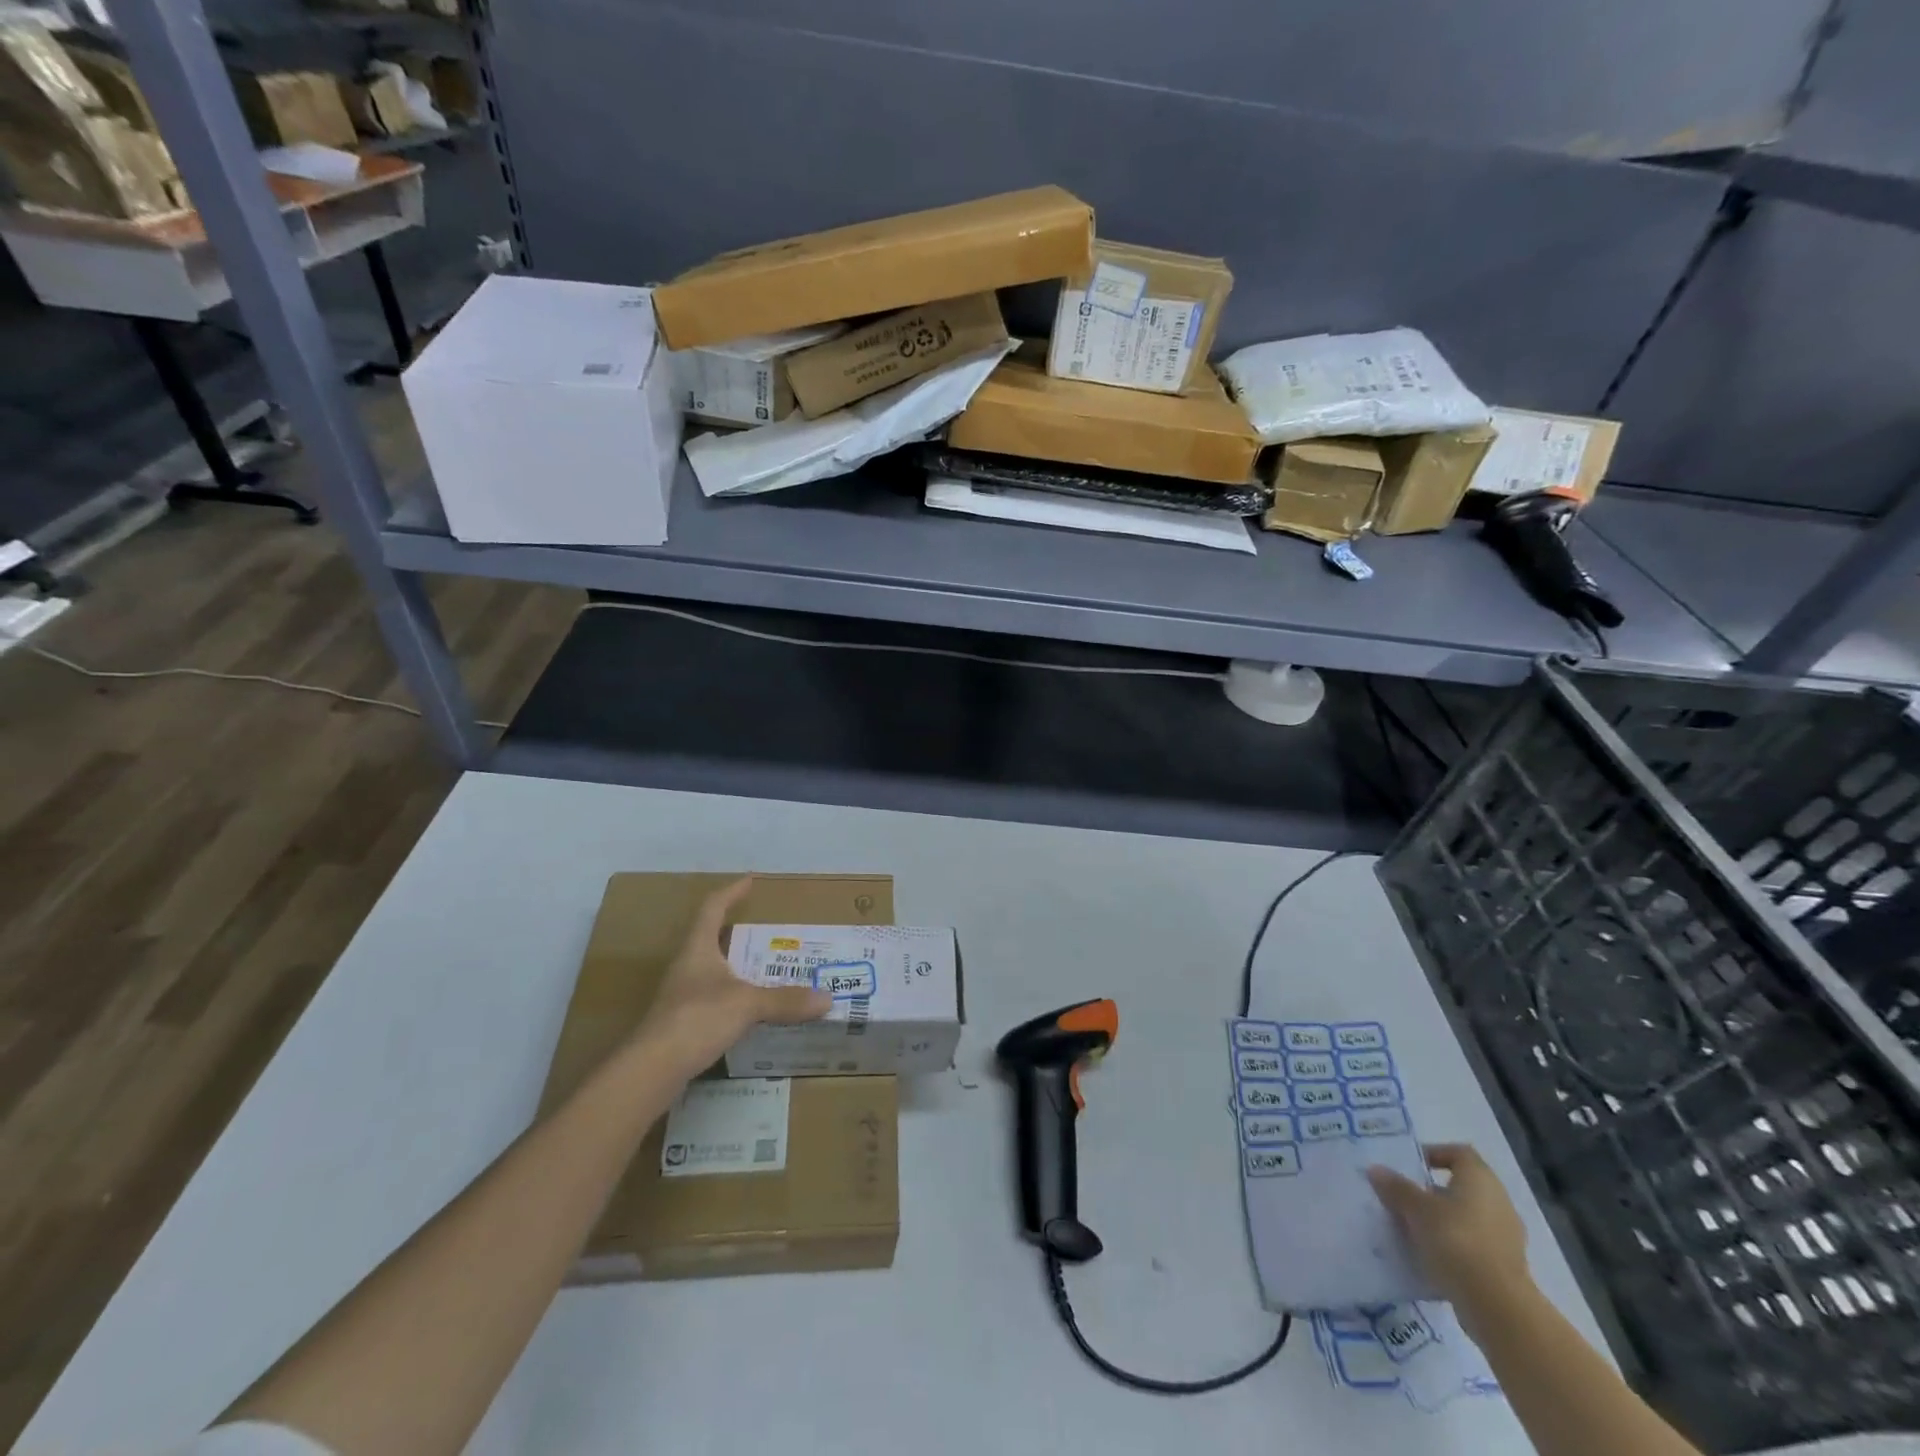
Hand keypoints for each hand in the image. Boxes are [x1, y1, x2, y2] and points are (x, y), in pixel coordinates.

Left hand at [633, 878, 830, 1078]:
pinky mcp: (681, 1024)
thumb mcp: (747, 1004)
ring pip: (712, 971)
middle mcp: (686, 967)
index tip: (750, 881)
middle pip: (711, 939)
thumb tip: (827, 998)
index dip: (731, 892)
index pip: (712, 908)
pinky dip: (733, 997)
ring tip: (766, 969)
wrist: (651, 1071)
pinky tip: (751, 1010)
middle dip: (739, 933)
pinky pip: (713, 999)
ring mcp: (680, 996)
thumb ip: (785, 1000)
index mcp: (697, 949)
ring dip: (737, 967)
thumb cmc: (696, 1019)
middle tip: (769, 932)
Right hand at [1368, 1144, 1531, 1325]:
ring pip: (1466, 1218)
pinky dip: (1452, 1247)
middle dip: (1431, 1192)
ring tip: (1410, 1229)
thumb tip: (1376, 1170)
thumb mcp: (1416, 1209)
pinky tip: (1428, 1257)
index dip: (1434, 1154)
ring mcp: (1506, 1238)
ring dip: (1440, 1221)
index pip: (1459, 1153)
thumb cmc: (1456, 1241)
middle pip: (1461, 1187)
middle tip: (1403, 1198)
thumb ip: (1396, 1188)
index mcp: (1481, 1180)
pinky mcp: (1505, 1268)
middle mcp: (1498, 1203)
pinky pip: (1472, 1246)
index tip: (1410, 1166)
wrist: (1497, 1306)